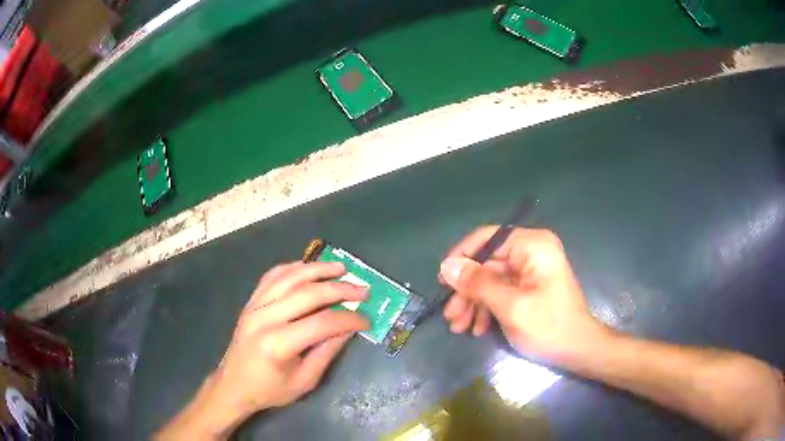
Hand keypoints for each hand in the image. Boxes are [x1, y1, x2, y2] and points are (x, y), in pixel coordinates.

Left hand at [166, 261, 369, 437]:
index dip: (349, 319)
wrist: (233, 385)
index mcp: (278, 344)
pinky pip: (272, 276)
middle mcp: (264, 318)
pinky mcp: (250, 302)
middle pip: (308, 293)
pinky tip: (308, 268)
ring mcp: (254, 306)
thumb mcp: (305, 380)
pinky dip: (293, 268)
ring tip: (341, 268)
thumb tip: (349, 328)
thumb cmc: (270, 390)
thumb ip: (327, 352)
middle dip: (340, 289)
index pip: (322, 322)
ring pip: (289, 277)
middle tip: (363, 290)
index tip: (367, 320)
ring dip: (317, 269)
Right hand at [439, 227, 604, 361]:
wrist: (578, 351)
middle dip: (467, 291)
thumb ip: (478, 283)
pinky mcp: (529, 287)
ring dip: (474, 303)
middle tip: (450, 315)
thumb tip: (446, 265)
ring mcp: (530, 270)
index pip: (487, 238)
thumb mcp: (510, 306)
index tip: (443, 281)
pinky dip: (487, 309)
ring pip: (491, 280)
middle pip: (487, 264)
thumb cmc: (548, 326)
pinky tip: (477, 329)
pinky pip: (501, 291)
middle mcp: (531, 251)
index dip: (462, 257)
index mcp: (532, 245)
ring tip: (459, 327)